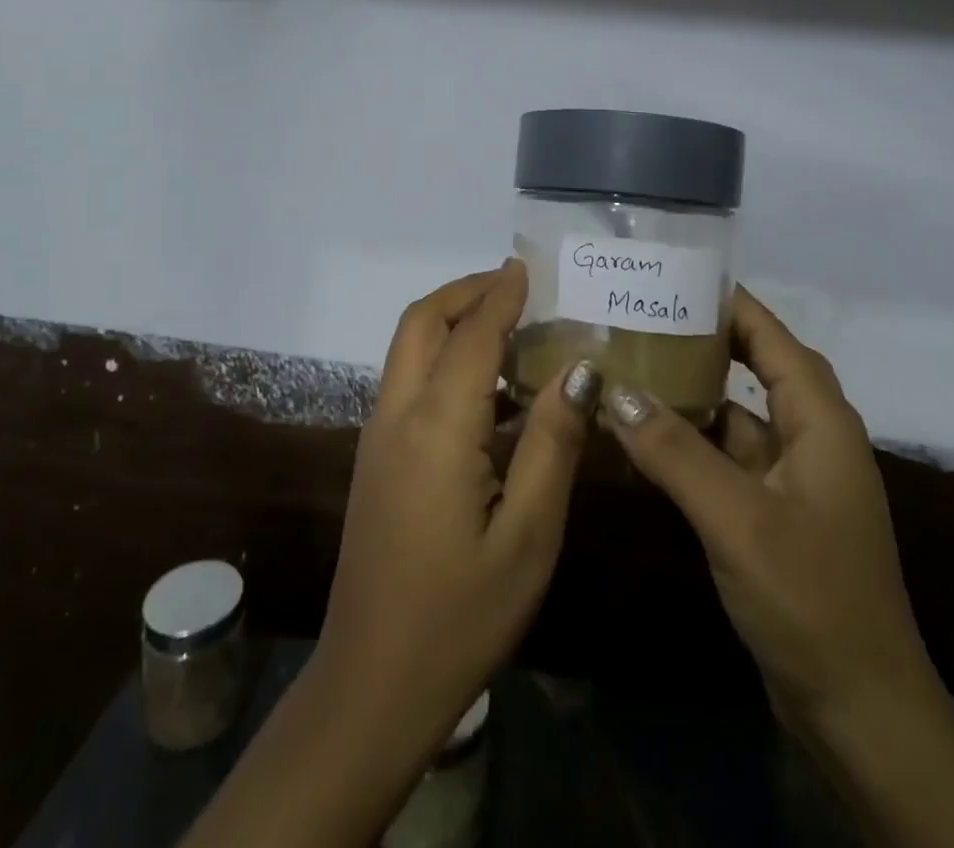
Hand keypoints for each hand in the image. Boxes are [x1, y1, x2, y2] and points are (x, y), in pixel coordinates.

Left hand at [186, 261, 602, 847]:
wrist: (372, 686)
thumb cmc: (462, 615)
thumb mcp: (528, 536)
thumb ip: (553, 443)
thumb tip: (580, 368)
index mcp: (435, 429)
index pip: (472, 335)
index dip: (502, 295)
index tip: (530, 267)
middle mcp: (396, 416)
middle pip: (421, 322)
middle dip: (465, 292)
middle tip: (516, 286)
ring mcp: (377, 437)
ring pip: (408, 348)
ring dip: (452, 320)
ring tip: (509, 323)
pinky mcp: (375, 458)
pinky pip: (408, 380)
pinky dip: (443, 356)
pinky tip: (487, 386)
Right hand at [602, 285, 935, 731]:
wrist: (859, 711)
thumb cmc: (810, 597)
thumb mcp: (737, 518)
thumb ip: (675, 451)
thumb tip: (616, 391)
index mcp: (820, 421)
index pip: (772, 337)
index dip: (730, 303)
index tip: (676, 277)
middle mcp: (812, 438)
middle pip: (756, 368)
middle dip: (704, 341)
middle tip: (643, 318)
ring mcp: (794, 479)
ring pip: (738, 415)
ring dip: (694, 394)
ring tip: (634, 365)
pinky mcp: (774, 514)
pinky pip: (729, 458)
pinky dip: (693, 443)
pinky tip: (646, 437)